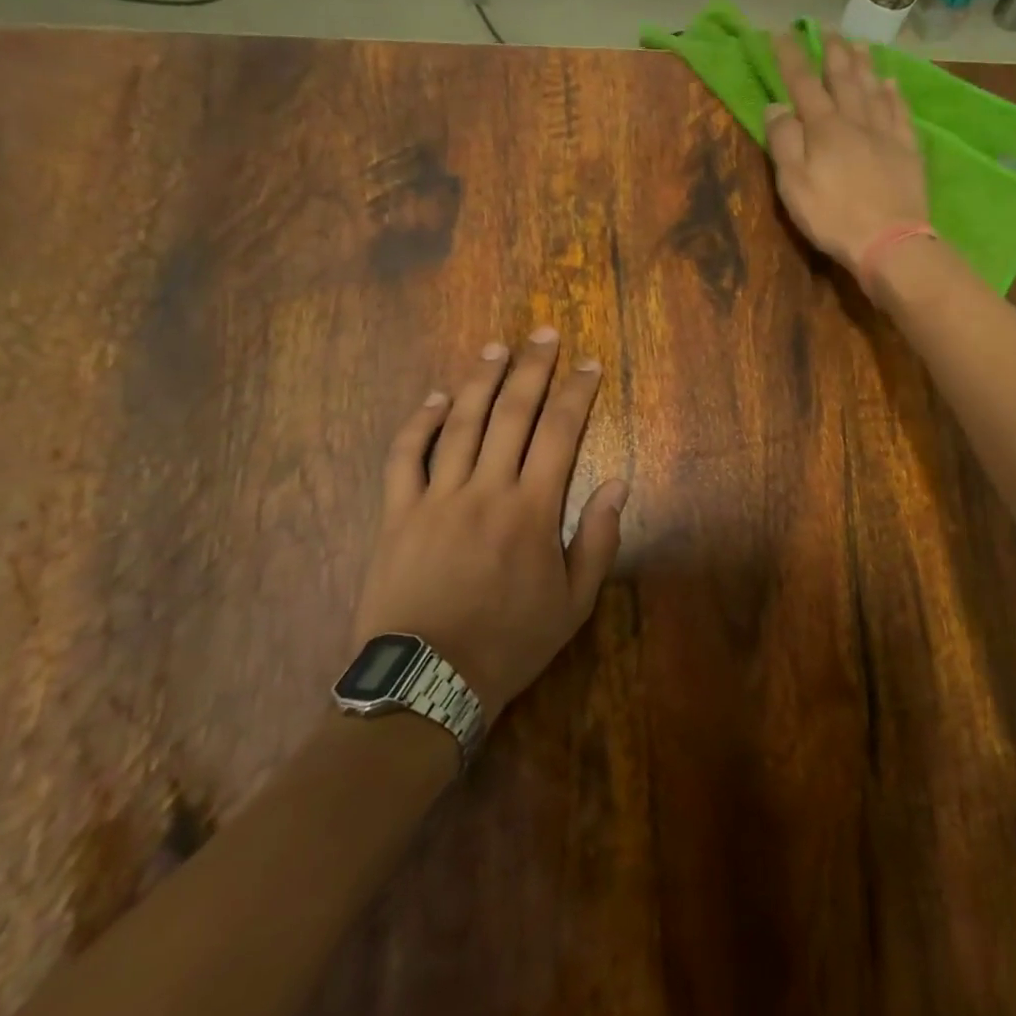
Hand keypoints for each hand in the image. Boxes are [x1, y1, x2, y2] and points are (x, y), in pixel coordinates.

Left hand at [353, 328, 628, 723]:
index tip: (589, 364)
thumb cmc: (510, 642)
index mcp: (532, 509)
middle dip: (532, 368)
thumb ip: (598, 539)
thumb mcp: (574, 603)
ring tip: (496, 348)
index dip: (577, 393)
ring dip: (480, 380)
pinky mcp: (397, 513)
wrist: (427, 682)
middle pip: (512, 414)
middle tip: (544, 332)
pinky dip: (419, 422)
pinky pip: (404, 456)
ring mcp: (436, 497)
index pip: (560, 433)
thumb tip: (619, 483)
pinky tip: (435, 397)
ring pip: (459, 423)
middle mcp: (486, 489)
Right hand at [765, 33, 929, 278]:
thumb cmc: (833, 217)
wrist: (889, 241)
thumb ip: (784, 142)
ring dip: (864, 65)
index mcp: (824, 129)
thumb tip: (776, 105)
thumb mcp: (794, 185)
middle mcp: (855, 121)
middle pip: (843, 79)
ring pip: (873, 89)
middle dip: (832, 53)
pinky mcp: (907, 151)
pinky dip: (894, 95)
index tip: (782, 34)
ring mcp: (885, 134)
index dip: (791, 58)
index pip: (803, 84)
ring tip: (858, 44)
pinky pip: (900, 113)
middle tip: (828, 31)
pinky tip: (891, 84)